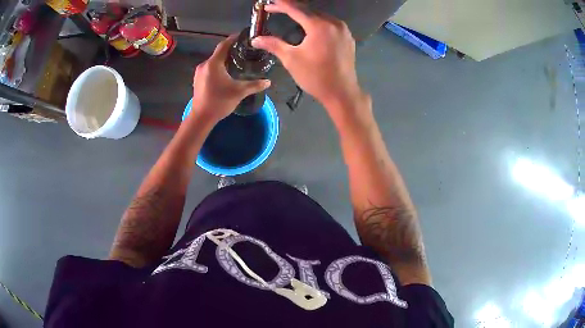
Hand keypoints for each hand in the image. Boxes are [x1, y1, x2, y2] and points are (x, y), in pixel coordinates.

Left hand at [190, 35, 270, 122]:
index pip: (224, 45)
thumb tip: (268, 82)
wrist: (201, 117)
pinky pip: (210, 68)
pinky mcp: (198, 79)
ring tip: (237, 61)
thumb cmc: (219, 102)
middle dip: (231, 50)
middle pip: (219, 53)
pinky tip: (226, 73)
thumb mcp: (239, 92)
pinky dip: (218, 67)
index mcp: (214, 63)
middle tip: (244, 51)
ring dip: (224, 60)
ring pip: (214, 61)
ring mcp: (199, 72)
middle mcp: (205, 64)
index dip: (233, 39)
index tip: (242, 36)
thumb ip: (254, 85)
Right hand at [251, 0, 363, 107]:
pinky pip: (329, 23)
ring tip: (289, 14)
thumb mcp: (291, 59)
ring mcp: (343, 30)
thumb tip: (255, 39)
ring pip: (320, 15)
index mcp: (319, 26)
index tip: (269, 3)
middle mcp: (333, 23)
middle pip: (309, 10)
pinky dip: (317, 21)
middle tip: (275, 8)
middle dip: (291, 8)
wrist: (342, 93)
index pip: (296, 9)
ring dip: (304, 14)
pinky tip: (309, 25)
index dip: (280, 5)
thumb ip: (274, 45)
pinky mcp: (347, 37)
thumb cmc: (315, 77)